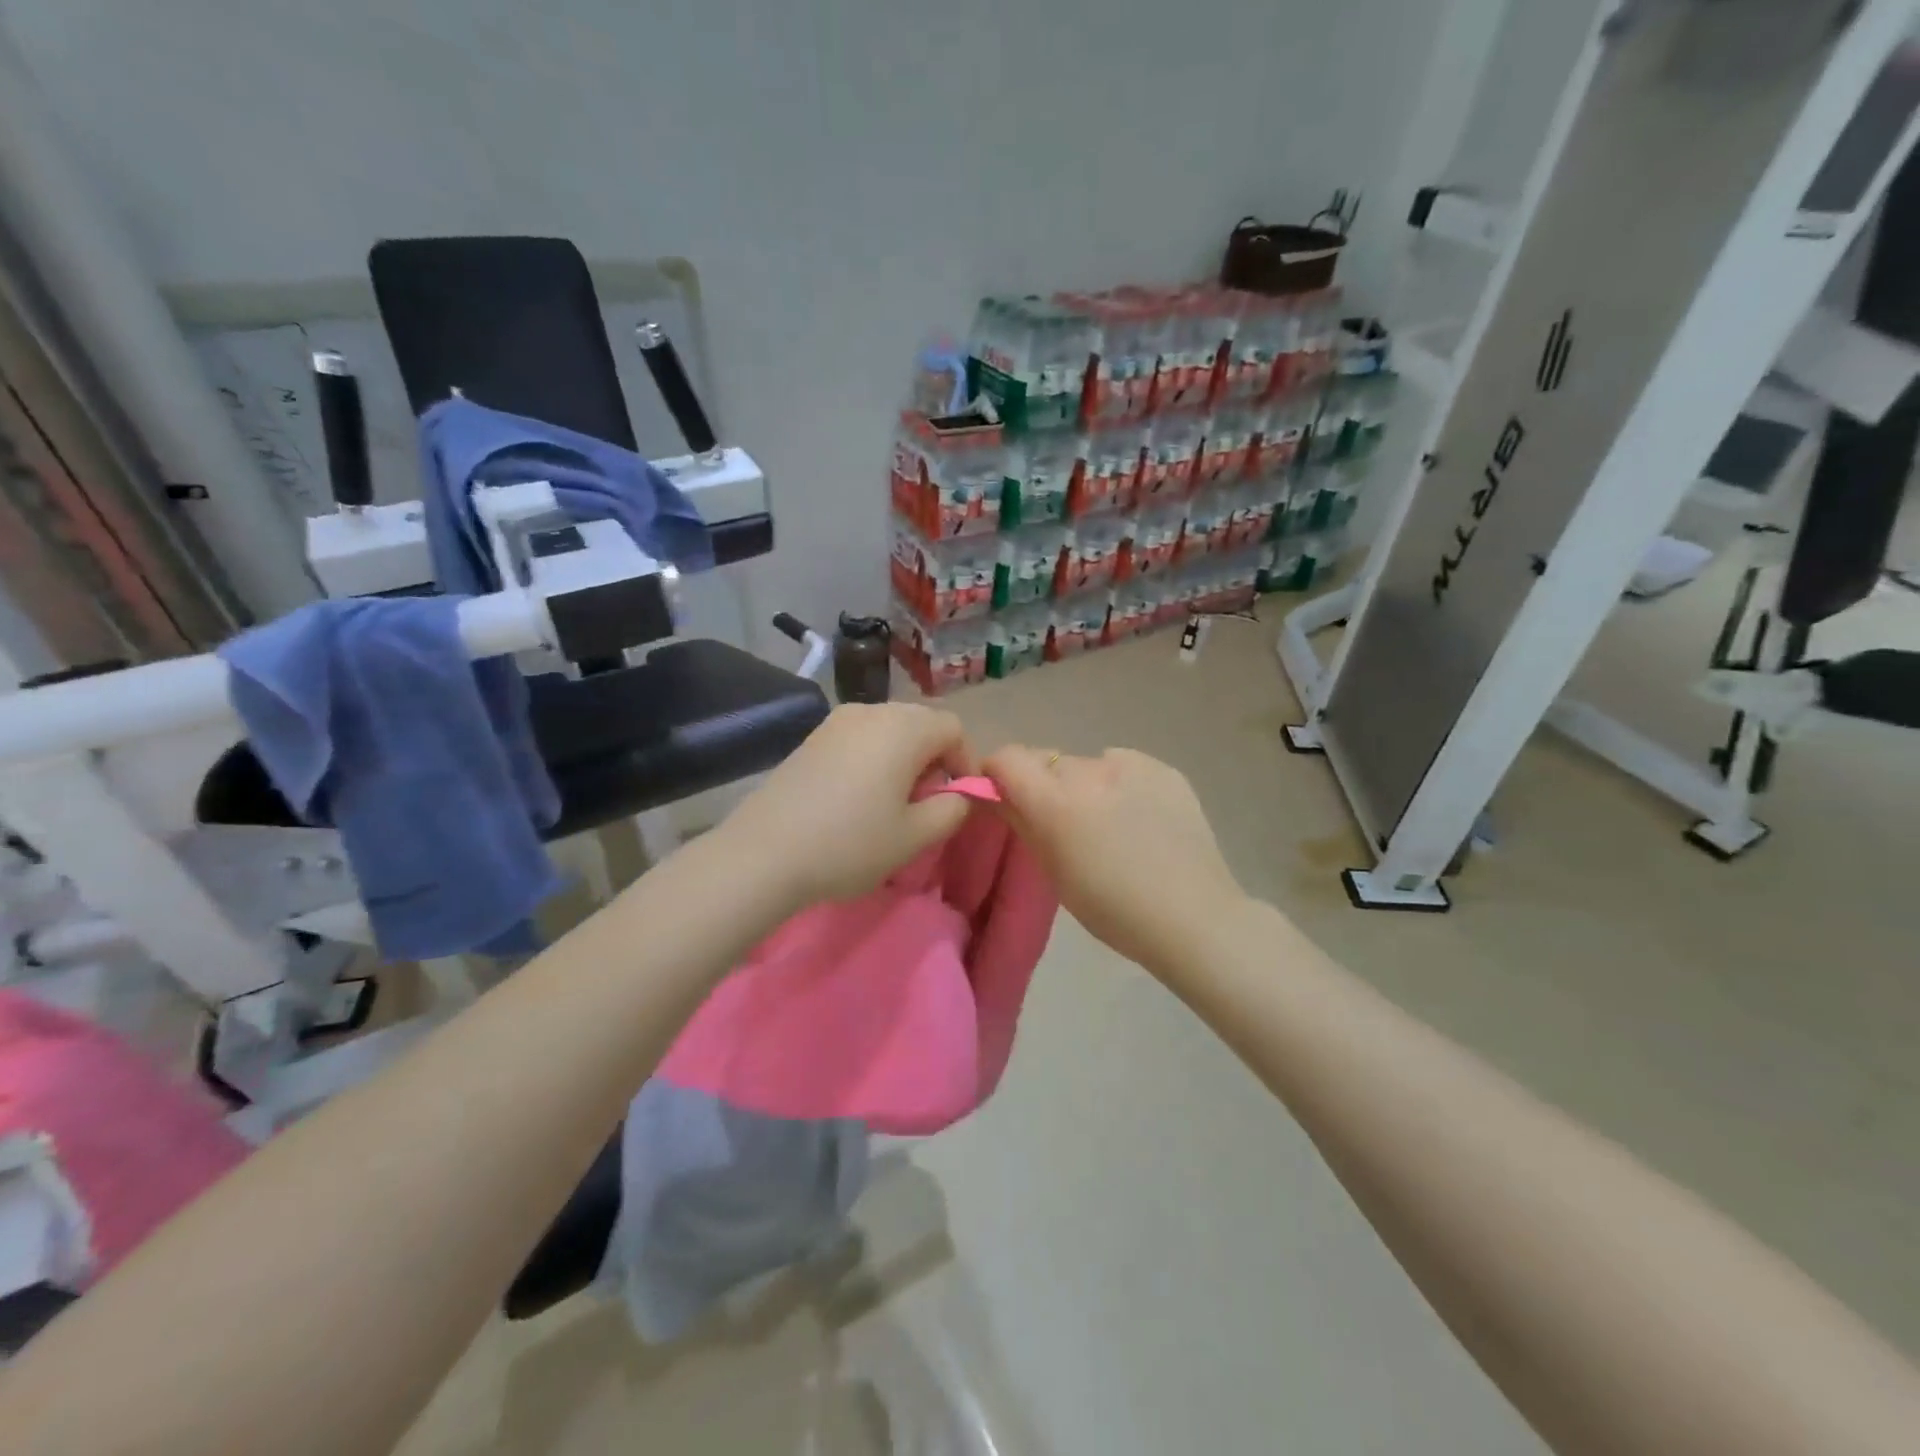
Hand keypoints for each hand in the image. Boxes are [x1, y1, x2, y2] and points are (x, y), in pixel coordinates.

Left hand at [720, 702, 977, 908]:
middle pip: (921, 723)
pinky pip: (860, 738)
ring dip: (903, 759)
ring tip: (890, 803)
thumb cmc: (850, 844)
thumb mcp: (915, 836)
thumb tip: (959, 794)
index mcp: (904, 727)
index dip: (965, 762)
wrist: (764, 853)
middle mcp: (872, 710)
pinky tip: (857, 797)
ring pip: (889, 730)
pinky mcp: (812, 737)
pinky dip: (873, 758)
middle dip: (934, 759)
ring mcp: (837, 721)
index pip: (953, 728)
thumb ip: (952, 809)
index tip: (956, 800)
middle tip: (924, 804)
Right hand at [985, 745, 1244, 972]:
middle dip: (1046, 786)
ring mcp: (1132, 765)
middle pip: (1048, 763)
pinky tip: (1142, 818)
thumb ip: (1022, 822)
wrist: (1195, 917)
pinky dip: (1121, 785)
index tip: (1004, 796)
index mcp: (1056, 801)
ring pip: (1088, 765)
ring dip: (1086, 786)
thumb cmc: (1114, 910)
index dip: (998, 773)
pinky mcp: (1164, 768)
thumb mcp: (1055, 872)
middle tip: (1065, 823)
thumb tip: (997, 795)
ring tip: (1112, 823)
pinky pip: (1125, 767)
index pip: (1007, 758)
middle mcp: (1090, 771)